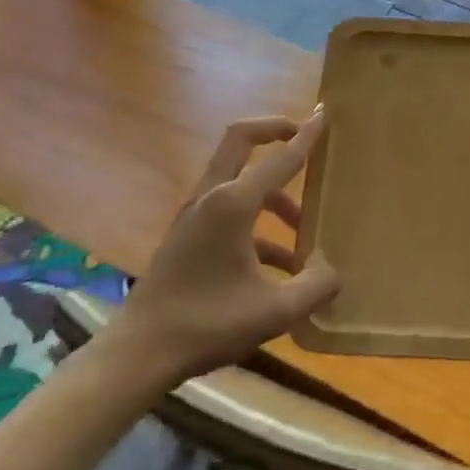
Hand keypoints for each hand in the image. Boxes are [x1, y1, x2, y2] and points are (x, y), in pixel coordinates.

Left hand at [105, 112, 339, 393]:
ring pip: (239, 180)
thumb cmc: (207, 324)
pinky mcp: (187, 236)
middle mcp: (212, 197)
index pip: (280, 159)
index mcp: (233, 204)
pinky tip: (279, 265)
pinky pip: (229, 210)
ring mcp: (194, 215)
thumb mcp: (274, 312)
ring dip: (273, 192)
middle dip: (273, 130)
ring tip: (303, 228)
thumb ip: (315, 286)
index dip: (306, 137)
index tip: (324, 115)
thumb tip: (331, 268)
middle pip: (241, 140)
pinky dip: (257, 222)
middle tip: (301, 133)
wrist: (138, 355)